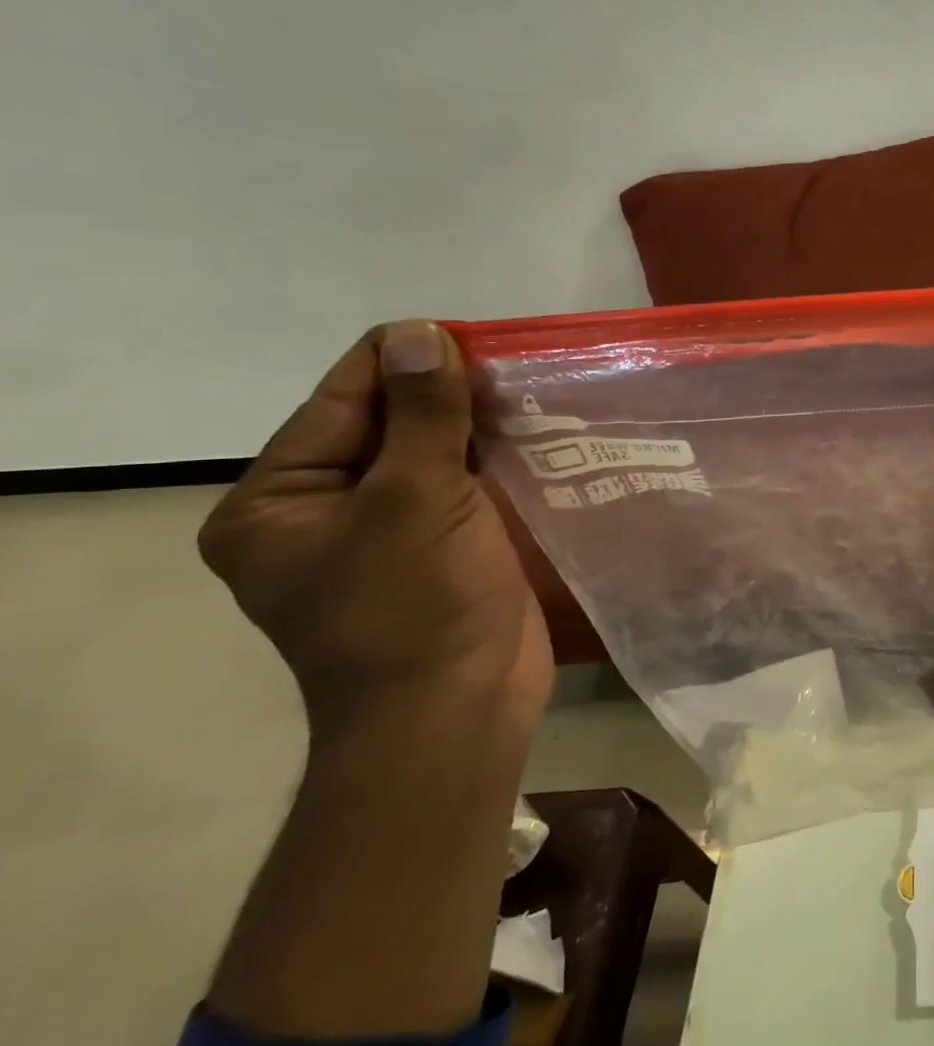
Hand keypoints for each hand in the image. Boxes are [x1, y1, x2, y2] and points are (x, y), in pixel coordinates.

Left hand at [199, 320, 552, 737]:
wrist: (455, 712)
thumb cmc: (415, 606)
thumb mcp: (414, 499)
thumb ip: (422, 414)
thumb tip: (419, 333)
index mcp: (278, 500)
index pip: (342, 400)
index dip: (407, 362)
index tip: (476, 335)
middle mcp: (323, 511)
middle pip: (389, 425)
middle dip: (450, 395)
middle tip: (518, 365)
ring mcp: (385, 533)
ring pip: (435, 455)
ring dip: (481, 425)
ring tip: (538, 391)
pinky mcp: (439, 550)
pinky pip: (465, 488)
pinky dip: (498, 461)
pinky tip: (543, 437)